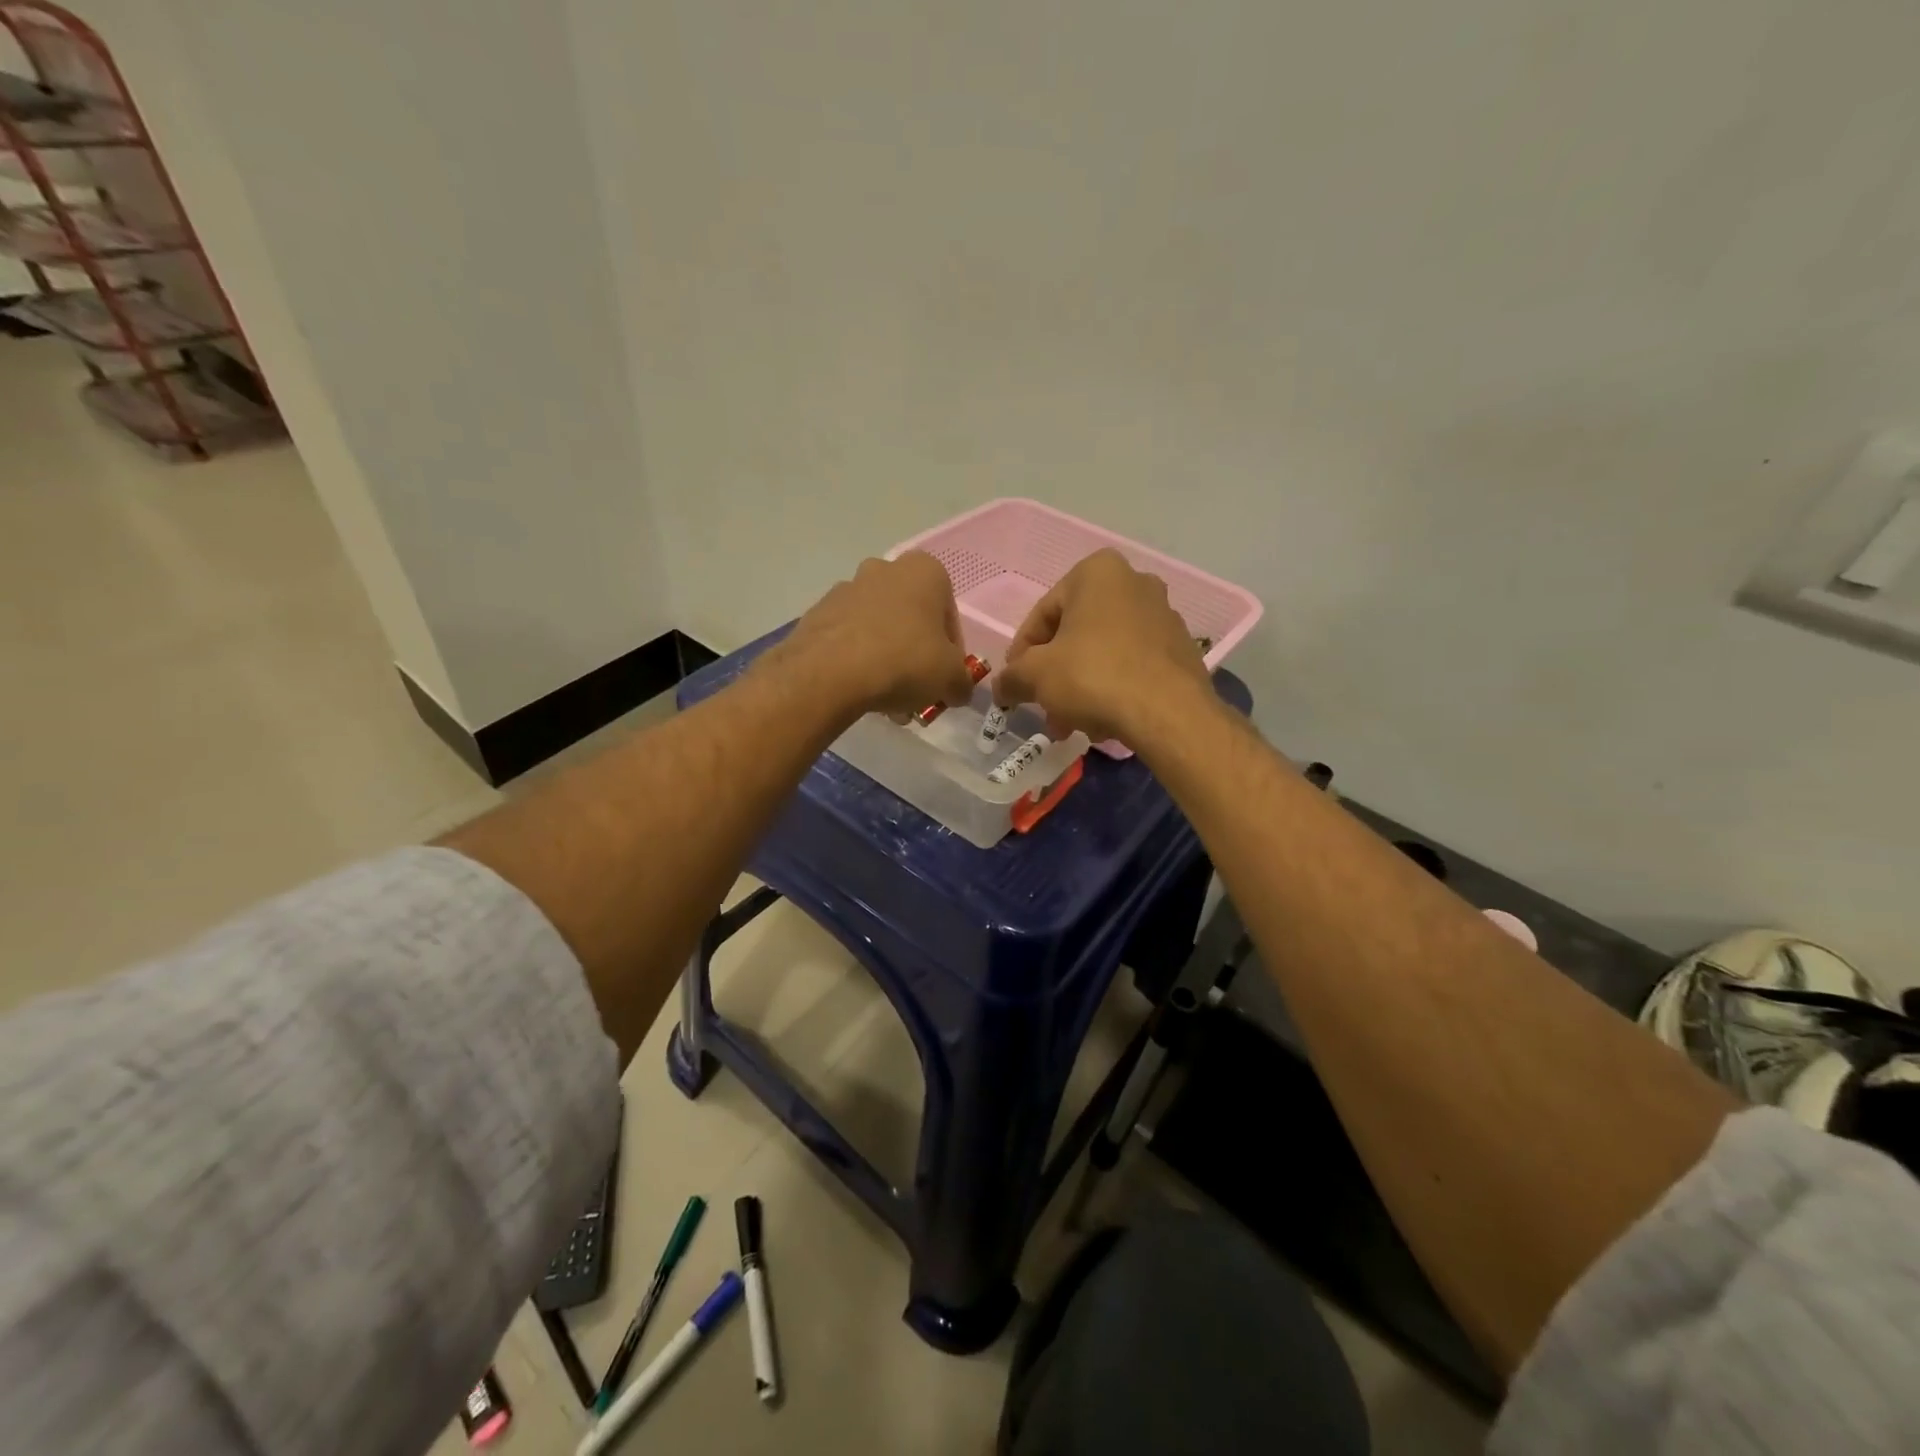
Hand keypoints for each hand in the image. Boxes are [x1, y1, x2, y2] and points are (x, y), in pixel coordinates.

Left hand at [768, 552, 977, 718]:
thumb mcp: (951, 679)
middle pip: (911, 620)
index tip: (945, 678)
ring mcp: (846, 589)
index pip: (949, 614)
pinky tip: (862, 693)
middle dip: (916, 656)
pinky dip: (859, 662)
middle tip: (917, 691)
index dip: (952, 651)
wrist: (830, 673)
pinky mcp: (818, 613)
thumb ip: (962, 682)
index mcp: (924, 571)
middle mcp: (884, 569)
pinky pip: (849, 639)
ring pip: (879, 630)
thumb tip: (957, 690)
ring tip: (889, 703)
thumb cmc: (904, 661)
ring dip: (888, 662)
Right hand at [994, 549, 1212, 742]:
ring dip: (1081, 686)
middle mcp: (1135, 583)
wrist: (1168, 713)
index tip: (1016, 683)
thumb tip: (1000, 687)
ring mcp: (1164, 615)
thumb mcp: (1035, 676)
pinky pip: (1133, 665)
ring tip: (1071, 723)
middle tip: (1043, 706)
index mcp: (1097, 572)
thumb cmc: (1093, 676)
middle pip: (1076, 633)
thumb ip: (1011, 677)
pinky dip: (1113, 688)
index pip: (1043, 613)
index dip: (1022, 653)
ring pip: (1104, 652)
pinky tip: (1103, 721)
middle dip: (1055, 674)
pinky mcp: (1181, 649)